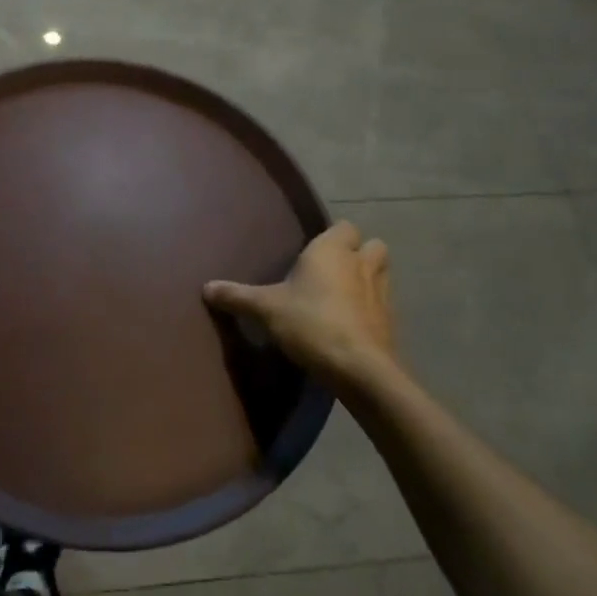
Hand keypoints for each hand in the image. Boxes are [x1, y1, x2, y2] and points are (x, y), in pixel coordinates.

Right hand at [204, 221, 397, 395]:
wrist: (360, 369)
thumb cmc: (311, 323)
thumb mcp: (265, 309)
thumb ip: (237, 296)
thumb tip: (205, 287)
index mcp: (332, 250)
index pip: (344, 226)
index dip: (333, 236)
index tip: (314, 250)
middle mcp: (361, 264)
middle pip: (372, 245)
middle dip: (358, 252)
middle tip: (333, 269)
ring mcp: (382, 293)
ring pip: (381, 273)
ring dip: (368, 278)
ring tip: (344, 294)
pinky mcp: (391, 323)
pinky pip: (383, 306)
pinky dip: (371, 309)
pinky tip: (352, 324)